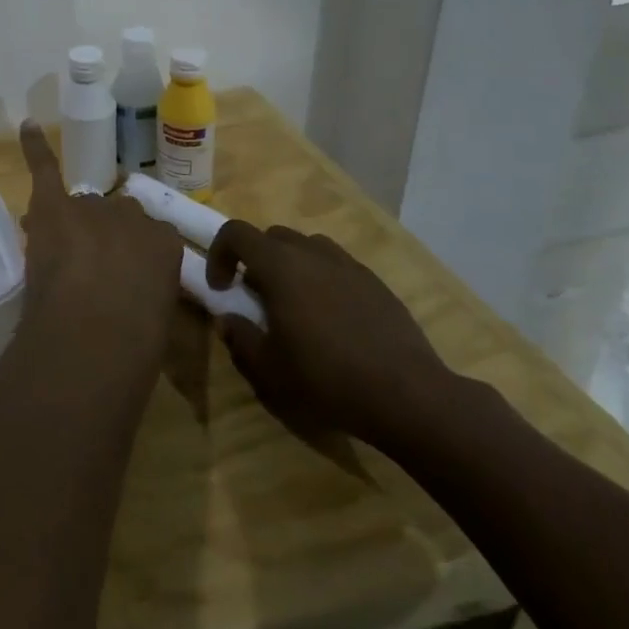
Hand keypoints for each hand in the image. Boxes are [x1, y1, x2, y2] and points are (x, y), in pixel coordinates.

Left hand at [15, 124, 182, 381]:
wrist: (93, 340)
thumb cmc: (134, 346)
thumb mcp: (159, 321)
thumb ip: (148, 293)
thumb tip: (132, 293)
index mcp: (166, 243)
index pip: (148, 238)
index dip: (129, 259)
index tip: (121, 279)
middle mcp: (133, 215)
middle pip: (113, 218)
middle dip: (102, 239)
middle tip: (88, 273)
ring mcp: (92, 208)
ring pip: (80, 208)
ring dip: (72, 225)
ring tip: (58, 253)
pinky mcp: (53, 205)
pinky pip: (45, 168)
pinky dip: (35, 148)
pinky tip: (27, 126)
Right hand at [207, 221, 452, 446]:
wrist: (408, 395)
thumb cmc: (326, 378)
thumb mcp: (268, 369)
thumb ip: (240, 338)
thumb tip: (227, 320)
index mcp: (280, 266)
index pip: (236, 233)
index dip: (220, 253)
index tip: (222, 287)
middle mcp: (313, 253)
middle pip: (273, 236)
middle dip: (256, 259)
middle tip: (256, 297)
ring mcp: (349, 265)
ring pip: (308, 246)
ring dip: (291, 265)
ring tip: (295, 304)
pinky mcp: (377, 283)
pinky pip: (338, 266)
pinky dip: (323, 279)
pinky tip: (332, 318)